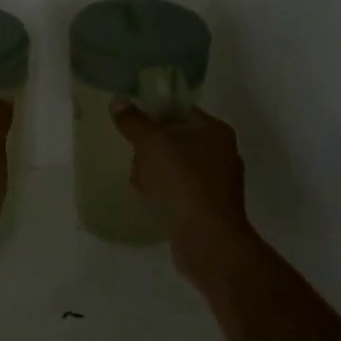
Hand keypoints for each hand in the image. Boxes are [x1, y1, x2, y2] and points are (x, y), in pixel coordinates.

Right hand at [109, 100, 252, 255]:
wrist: (208, 240)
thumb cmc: (181, 183)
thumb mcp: (151, 144)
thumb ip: (133, 121)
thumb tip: (118, 100)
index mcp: (214, 130)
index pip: (179, 110)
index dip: (153, 114)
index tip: (131, 126)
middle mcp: (221, 152)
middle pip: (175, 139)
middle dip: (150, 148)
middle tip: (134, 157)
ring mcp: (218, 182)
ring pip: (175, 167)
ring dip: (154, 172)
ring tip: (138, 183)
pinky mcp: (210, 208)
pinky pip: (180, 191)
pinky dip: (164, 193)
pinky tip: (150, 201)